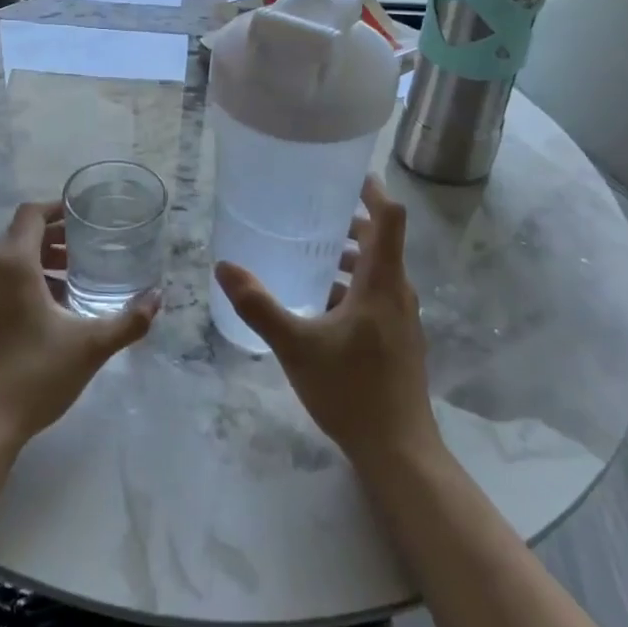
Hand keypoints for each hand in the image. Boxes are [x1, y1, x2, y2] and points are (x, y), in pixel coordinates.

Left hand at [0, 201, 157, 452]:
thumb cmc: (34, 375)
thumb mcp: (90, 346)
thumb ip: (128, 320)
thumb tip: (157, 298)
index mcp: (13, 265)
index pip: (30, 214)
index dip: (56, 208)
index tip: (84, 216)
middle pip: (19, 234)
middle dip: (52, 235)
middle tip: (86, 247)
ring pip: (8, 260)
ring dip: (39, 259)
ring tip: (73, 277)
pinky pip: (0, 282)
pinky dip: (25, 280)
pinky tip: (51, 309)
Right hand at [214, 176, 441, 472]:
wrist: (399, 452)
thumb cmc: (351, 391)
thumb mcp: (296, 346)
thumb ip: (259, 306)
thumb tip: (224, 267)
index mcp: (382, 283)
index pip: (389, 219)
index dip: (373, 191)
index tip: (348, 175)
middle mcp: (399, 293)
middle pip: (383, 242)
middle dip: (353, 223)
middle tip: (314, 212)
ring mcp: (403, 319)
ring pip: (380, 272)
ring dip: (352, 257)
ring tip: (312, 255)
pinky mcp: (400, 341)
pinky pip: (378, 296)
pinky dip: (354, 286)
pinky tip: (322, 305)